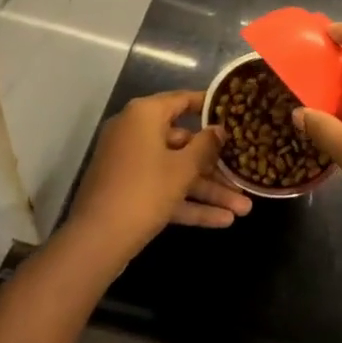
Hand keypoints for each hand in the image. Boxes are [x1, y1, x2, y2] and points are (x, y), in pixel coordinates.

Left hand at [65, 91, 251, 264]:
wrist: (96, 242)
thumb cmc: (144, 191)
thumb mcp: (182, 168)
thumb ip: (205, 146)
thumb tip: (218, 130)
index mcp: (144, 115)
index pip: (182, 101)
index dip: (209, 107)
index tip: (234, 112)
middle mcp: (135, 133)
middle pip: (184, 143)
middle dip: (216, 166)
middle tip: (244, 175)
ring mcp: (131, 164)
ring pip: (176, 172)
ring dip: (208, 191)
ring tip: (244, 209)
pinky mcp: (129, 192)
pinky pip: (164, 190)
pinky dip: (189, 204)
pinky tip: (222, 221)